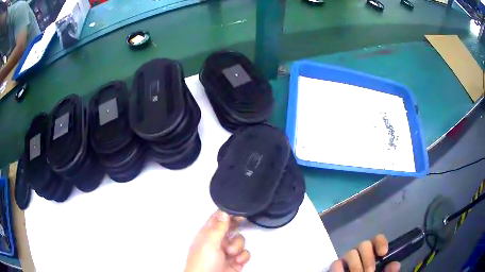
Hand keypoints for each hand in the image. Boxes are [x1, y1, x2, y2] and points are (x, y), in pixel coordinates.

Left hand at [185, 210, 250, 271]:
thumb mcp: (209, 244)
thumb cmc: (204, 262)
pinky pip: (245, 254)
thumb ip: (218, 228)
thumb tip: (224, 211)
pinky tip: (237, 262)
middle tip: (243, 222)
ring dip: (238, 246)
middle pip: (231, 228)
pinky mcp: (235, 262)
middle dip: (237, 227)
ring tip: (231, 254)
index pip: (218, 218)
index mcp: (207, 234)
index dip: (228, 212)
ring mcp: (227, 252)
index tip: (239, 209)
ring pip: (240, 241)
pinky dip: (243, 257)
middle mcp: (217, 241)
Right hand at [330, 234, 400, 271]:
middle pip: (363, 244)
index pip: (377, 239)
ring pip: (350, 253)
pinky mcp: (336, 267)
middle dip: (368, 258)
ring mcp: (347, 261)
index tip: (383, 253)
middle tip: (370, 271)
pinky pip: (336, 263)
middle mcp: (360, 254)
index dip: (380, 242)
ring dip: (356, 265)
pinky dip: (340, 268)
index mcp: (373, 254)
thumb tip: (395, 264)